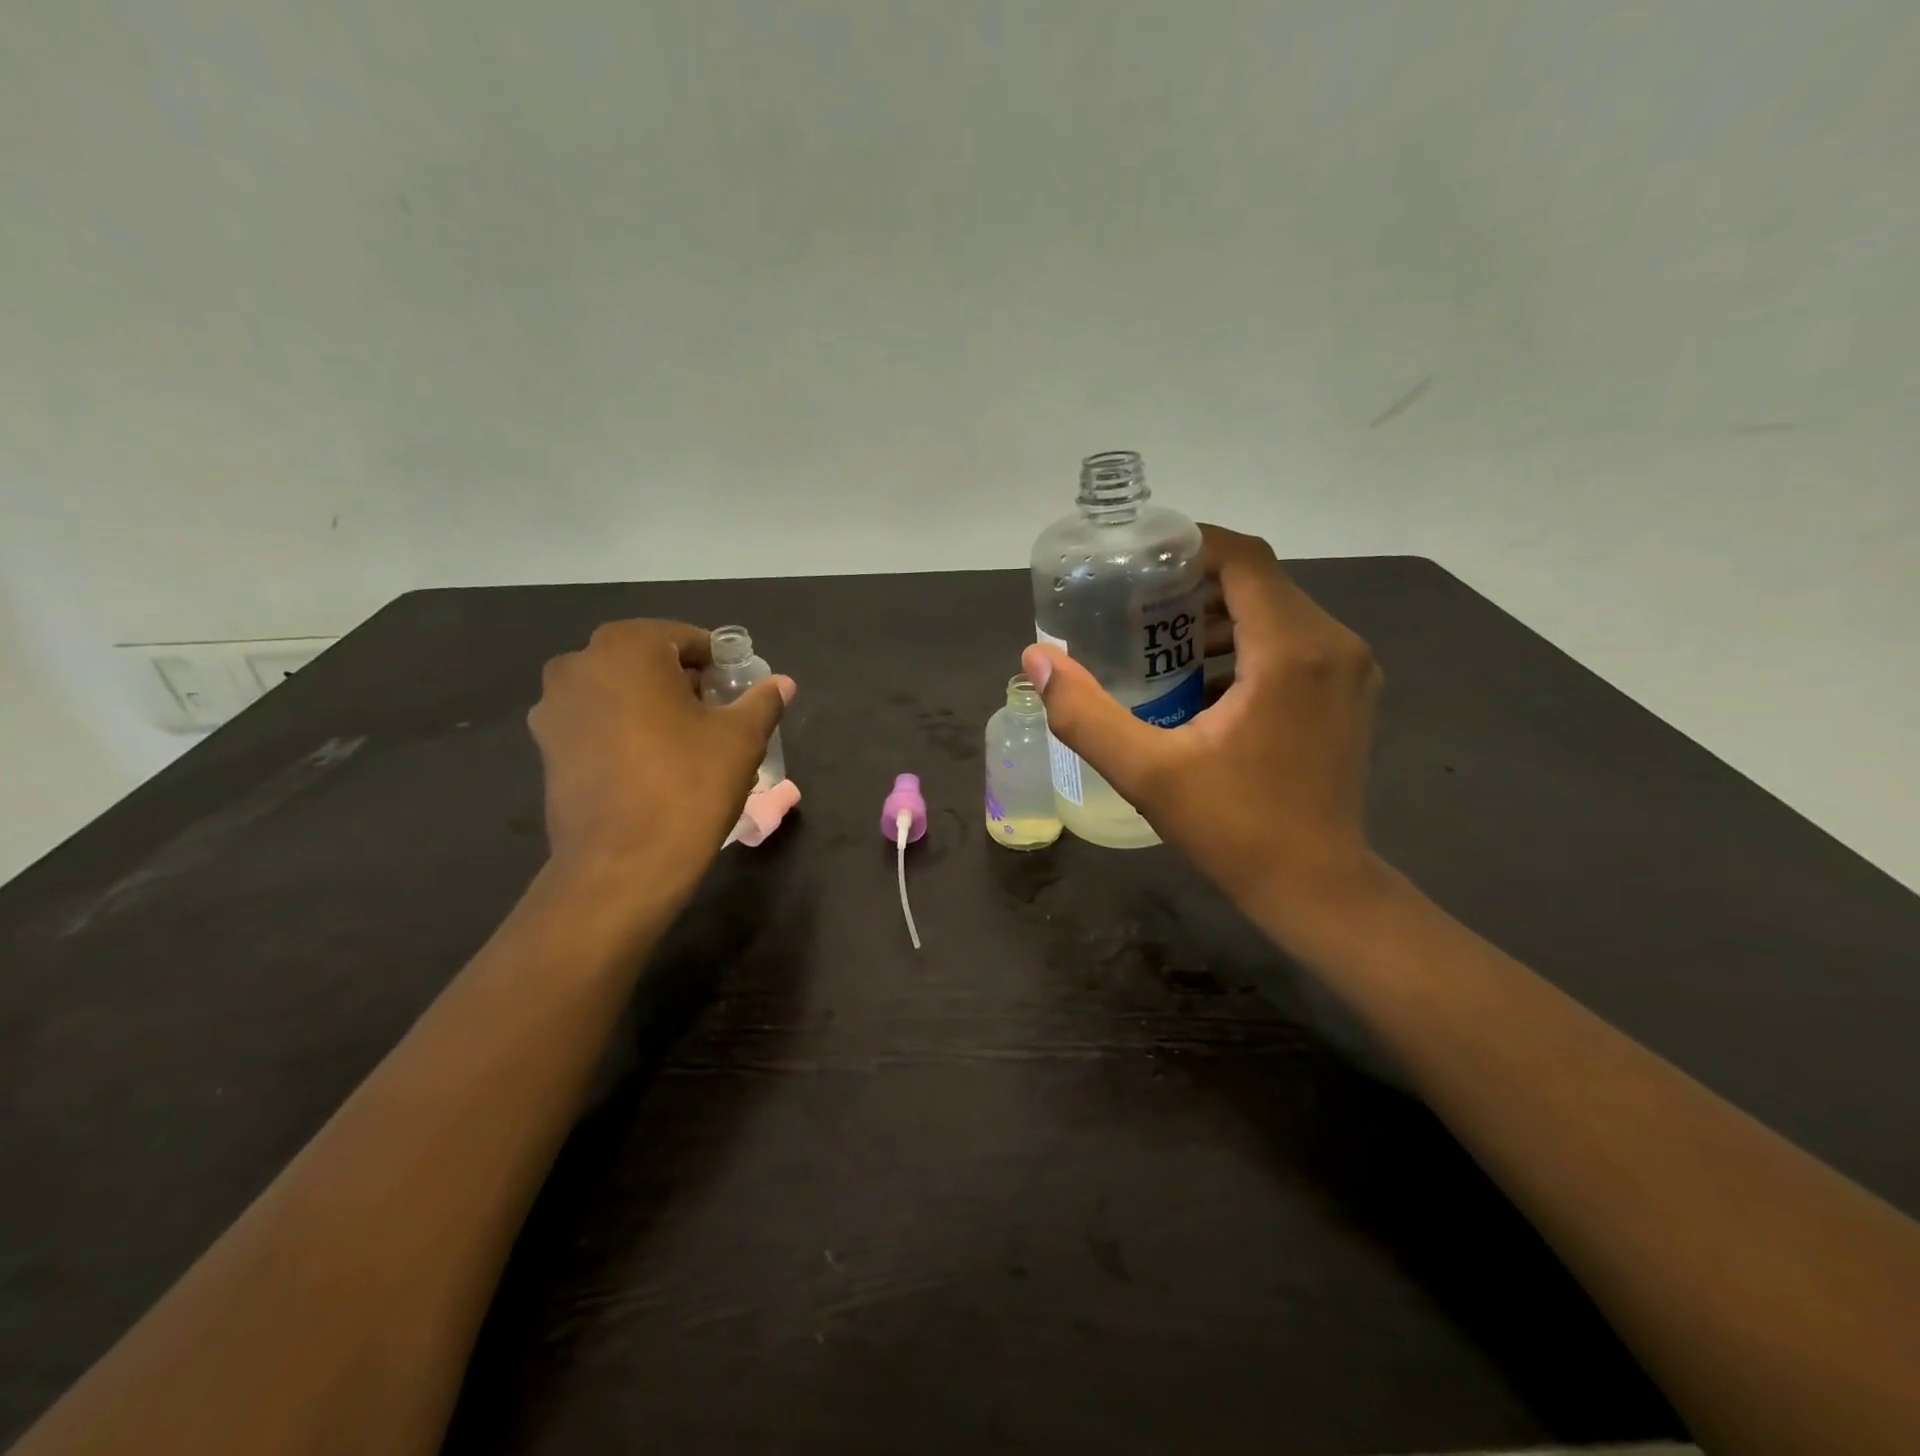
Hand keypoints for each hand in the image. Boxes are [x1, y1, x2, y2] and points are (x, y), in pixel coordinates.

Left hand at [529, 619, 792, 876]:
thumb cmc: (687, 785)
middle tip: (717, 718)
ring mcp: (554, 707)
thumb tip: (782, 684)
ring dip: (652, 706)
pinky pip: (597, 723)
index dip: (719, 664)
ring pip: (619, 692)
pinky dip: (624, 732)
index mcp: (627, 647)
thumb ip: (762, 701)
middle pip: (648, 662)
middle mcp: (579, 664)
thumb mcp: (741, 738)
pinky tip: (651, 766)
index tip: (738, 693)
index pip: (686, 640)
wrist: (622, 864)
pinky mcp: (546, 747)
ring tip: (685, 745)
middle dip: (684, 683)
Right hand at [1022, 526, 1383, 946]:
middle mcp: (1334, 644)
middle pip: (1259, 582)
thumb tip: (1036, 659)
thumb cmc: (1236, 829)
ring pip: (1277, 611)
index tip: (1138, 561)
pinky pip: (1294, 642)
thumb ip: (1085, 714)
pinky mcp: (1351, 692)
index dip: (1190, 546)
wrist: (1318, 889)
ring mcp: (1350, 669)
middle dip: (1194, 586)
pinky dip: (1246, 645)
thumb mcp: (1147, 773)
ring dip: (1218, 618)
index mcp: (1292, 650)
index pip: (1244, 559)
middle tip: (1134, 608)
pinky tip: (1202, 681)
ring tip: (1159, 644)